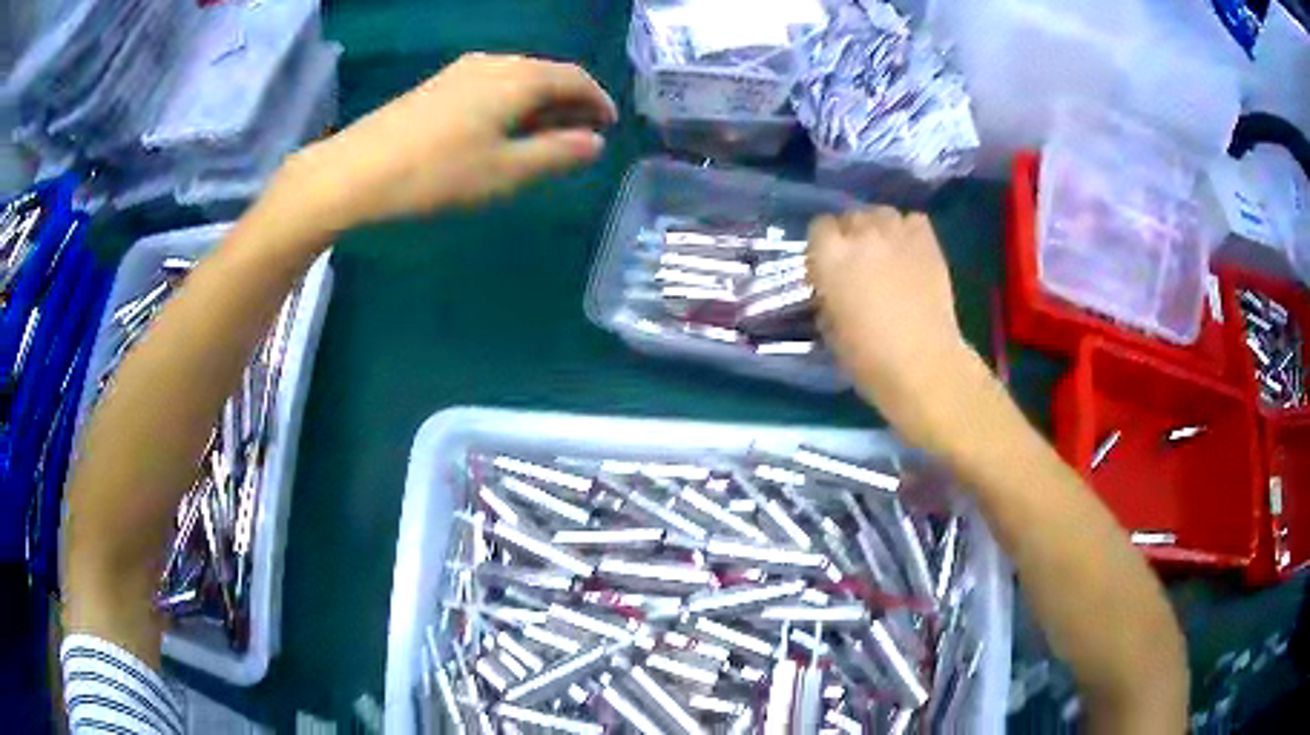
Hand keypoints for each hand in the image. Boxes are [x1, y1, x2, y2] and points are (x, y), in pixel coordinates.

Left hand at [285, 53, 616, 230]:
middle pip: (546, 74)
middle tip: (582, 133)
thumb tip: (595, 142)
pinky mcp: (437, 85)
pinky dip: (511, 102)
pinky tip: (503, 127)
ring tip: (546, 133)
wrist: (354, 171)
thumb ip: (555, 154)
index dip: (598, 101)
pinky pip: (491, 84)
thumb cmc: (436, 174)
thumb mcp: (505, 172)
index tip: (608, 126)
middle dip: (570, 101)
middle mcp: (494, 63)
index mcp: (518, 79)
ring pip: (517, 78)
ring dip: (540, 102)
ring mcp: (461, 71)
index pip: (574, 78)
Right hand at [808, 207, 988, 451]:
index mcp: (830, 257)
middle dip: (851, 235)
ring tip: (886, 252)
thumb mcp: (832, 331)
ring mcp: (897, 235)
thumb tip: (834, 294)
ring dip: (879, 228)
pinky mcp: (928, 243)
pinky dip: (908, 231)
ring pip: (882, 213)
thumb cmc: (869, 359)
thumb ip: (828, 301)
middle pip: (851, 217)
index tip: (828, 267)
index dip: (823, 246)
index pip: (818, 227)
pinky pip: (913, 220)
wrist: (923, 365)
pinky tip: (910, 252)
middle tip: (859, 264)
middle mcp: (862, 235)